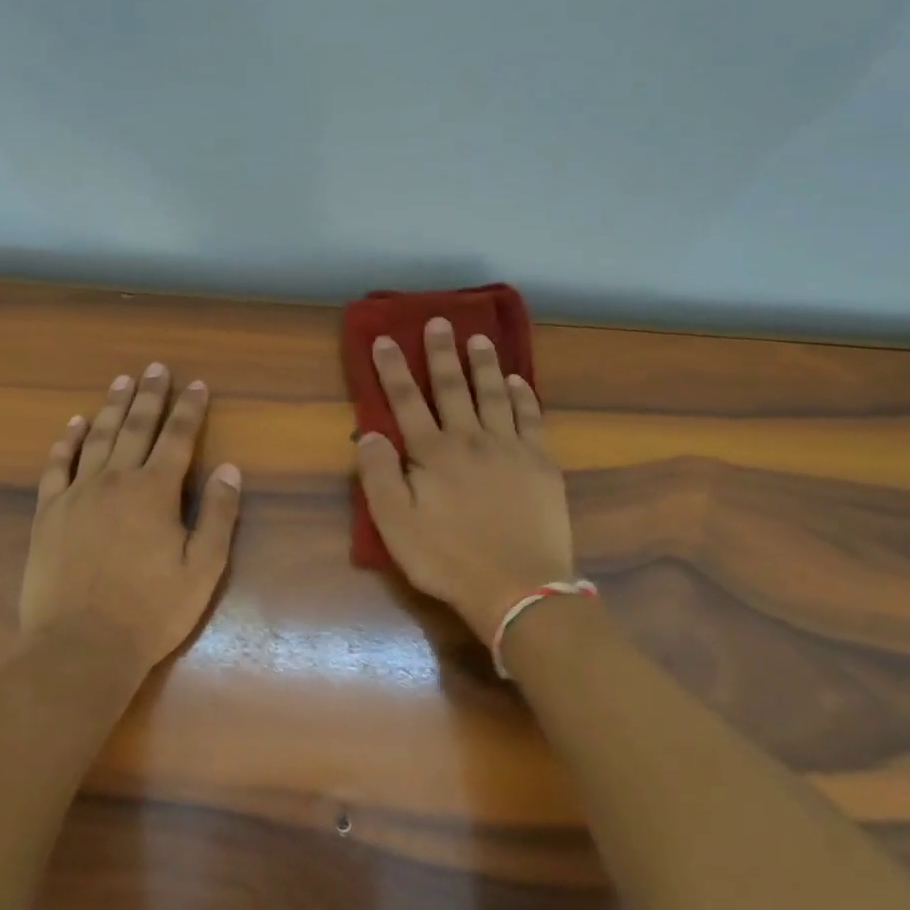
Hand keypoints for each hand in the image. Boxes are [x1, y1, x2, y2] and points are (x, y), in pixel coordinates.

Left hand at [19, 364, 242, 670]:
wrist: (81, 646)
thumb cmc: (151, 611)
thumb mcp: (203, 568)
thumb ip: (219, 515)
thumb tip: (230, 470)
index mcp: (156, 491)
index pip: (178, 438)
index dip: (190, 409)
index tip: (197, 384)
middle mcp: (116, 481)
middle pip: (136, 427)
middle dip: (150, 396)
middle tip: (156, 368)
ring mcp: (77, 494)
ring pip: (97, 438)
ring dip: (112, 407)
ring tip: (121, 381)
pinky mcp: (48, 513)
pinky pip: (56, 466)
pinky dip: (66, 442)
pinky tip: (73, 424)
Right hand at [355, 318, 574, 642]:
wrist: (520, 588)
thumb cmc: (449, 560)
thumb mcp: (396, 526)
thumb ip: (379, 476)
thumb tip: (368, 433)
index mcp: (432, 454)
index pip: (406, 401)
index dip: (392, 369)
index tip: (384, 339)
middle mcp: (470, 440)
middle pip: (452, 387)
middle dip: (441, 353)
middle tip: (438, 321)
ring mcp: (510, 448)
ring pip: (493, 394)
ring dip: (484, 364)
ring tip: (479, 338)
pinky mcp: (541, 463)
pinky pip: (531, 418)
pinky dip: (523, 396)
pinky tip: (518, 380)